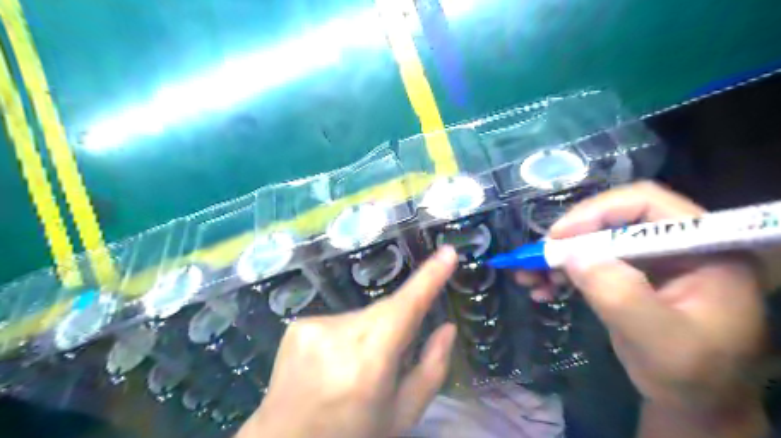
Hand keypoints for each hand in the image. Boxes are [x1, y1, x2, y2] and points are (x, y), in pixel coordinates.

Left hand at [237, 247, 458, 437]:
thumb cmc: (353, 433)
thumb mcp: (402, 413)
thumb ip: (432, 368)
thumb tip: (448, 327)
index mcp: (369, 362)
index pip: (405, 308)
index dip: (429, 278)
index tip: (447, 252)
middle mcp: (339, 336)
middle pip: (386, 312)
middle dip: (398, 326)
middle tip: (391, 359)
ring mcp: (314, 327)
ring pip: (364, 316)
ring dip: (370, 334)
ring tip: (355, 368)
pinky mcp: (299, 324)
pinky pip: (340, 320)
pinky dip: (347, 336)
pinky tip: (333, 362)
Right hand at [518, 182, 766, 434]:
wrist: (693, 400)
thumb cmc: (690, 375)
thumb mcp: (658, 339)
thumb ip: (619, 293)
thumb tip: (571, 253)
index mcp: (703, 247)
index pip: (645, 204)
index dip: (596, 212)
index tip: (557, 237)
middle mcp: (675, 243)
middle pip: (611, 220)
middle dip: (568, 240)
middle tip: (535, 259)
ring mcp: (650, 258)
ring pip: (593, 240)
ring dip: (558, 257)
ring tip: (528, 277)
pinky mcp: (629, 273)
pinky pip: (588, 261)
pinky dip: (562, 272)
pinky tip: (543, 289)